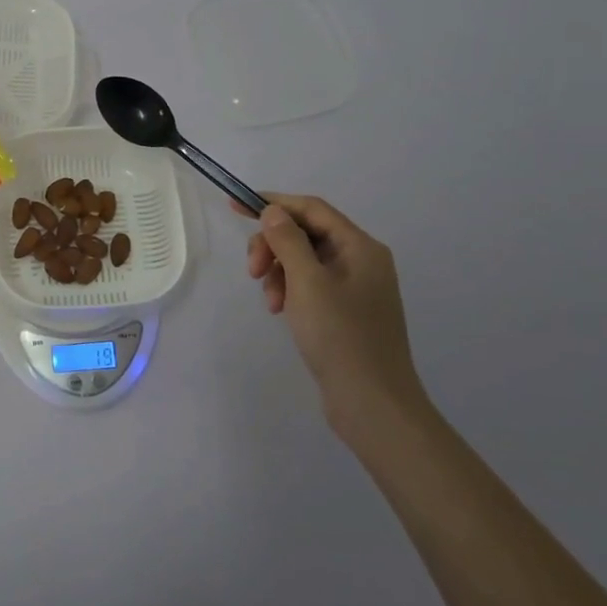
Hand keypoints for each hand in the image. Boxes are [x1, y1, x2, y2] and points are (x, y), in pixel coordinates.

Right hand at [243, 192, 425, 427]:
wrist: (372, 401)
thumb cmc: (340, 336)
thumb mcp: (307, 282)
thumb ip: (288, 241)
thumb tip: (273, 211)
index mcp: (360, 247)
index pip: (312, 209)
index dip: (273, 203)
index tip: (235, 207)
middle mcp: (361, 261)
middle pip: (306, 234)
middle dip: (274, 246)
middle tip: (252, 271)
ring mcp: (355, 287)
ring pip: (304, 261)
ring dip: (279, 272)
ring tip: (271, 302)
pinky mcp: (346, 311)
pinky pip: (310, 285)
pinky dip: (290, 291)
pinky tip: (281, 311)